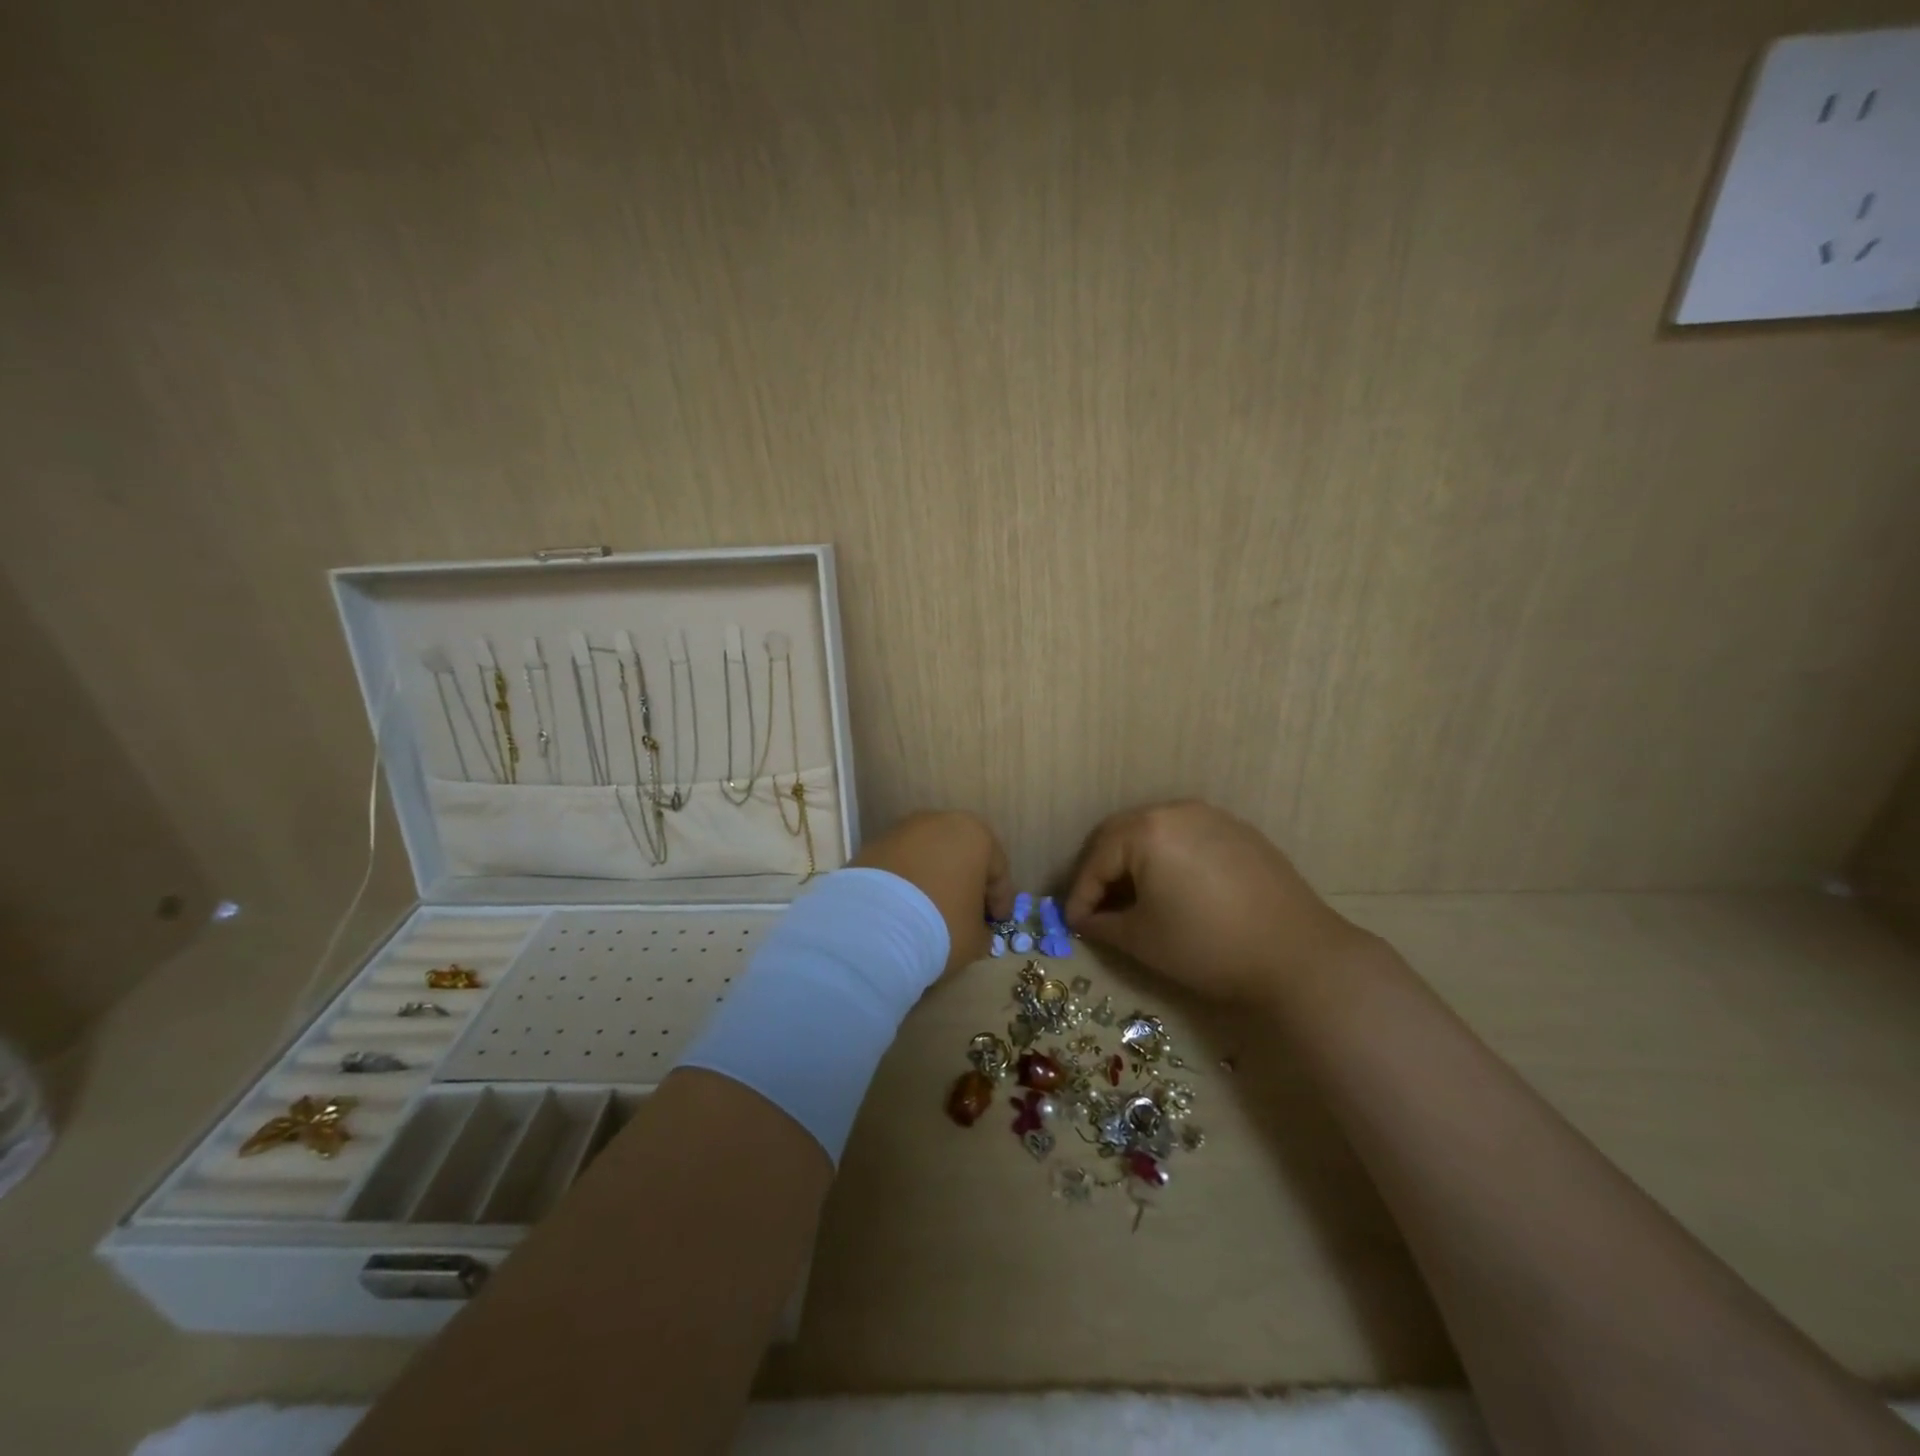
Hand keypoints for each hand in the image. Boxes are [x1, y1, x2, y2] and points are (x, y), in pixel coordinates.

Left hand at [853, 810, 1013, 977]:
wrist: (872, 925)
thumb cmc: (941, 924)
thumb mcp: (975, 937)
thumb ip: (982, 929)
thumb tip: (976, 930)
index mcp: (976, 835)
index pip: (997, 870)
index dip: (1001, 900)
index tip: (998, 922)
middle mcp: (940, 821)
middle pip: (962, 856)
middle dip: (967, 884)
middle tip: (968, 914)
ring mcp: (903, 830)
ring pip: (930, 857)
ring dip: (935, 880)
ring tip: (932, 912)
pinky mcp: (873, 844)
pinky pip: (902, 865)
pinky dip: (908, 883)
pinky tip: (905, 908)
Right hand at [1063, 800, 1374, 1003]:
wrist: (1298, 956)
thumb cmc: (1207, 946)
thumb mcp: (1142, 939)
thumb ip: (1102, 924)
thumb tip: (1085, 920)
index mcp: (1147, 829)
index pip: (1098, 858)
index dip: (1081, 893)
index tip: (1073, 923)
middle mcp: (1177, 811)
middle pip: (1123, 835)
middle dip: (1104, 871)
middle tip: (1096, 906)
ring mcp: (1214, 817)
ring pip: (1157, 833)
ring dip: (1137, 862)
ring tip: (1133, 899)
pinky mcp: (1241, 832)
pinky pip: (1189, 838)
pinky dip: (1170, 859)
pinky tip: (1175, 889)